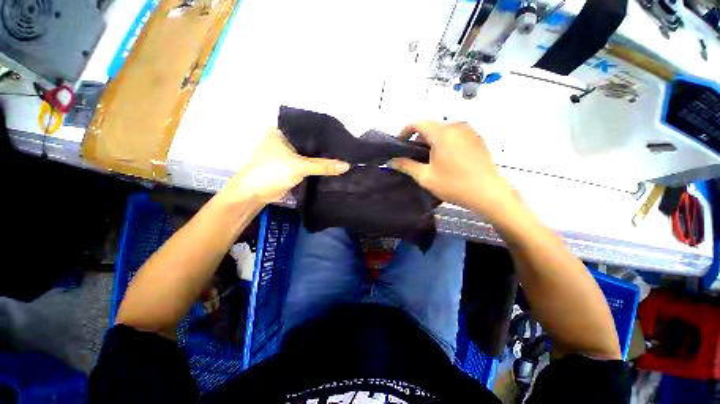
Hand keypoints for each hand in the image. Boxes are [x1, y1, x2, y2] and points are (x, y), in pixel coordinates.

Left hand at [220, 128, 349, 204]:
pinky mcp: (292, 166)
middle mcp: (287, 139)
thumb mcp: (299, 166)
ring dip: (323, 157)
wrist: (255, 193)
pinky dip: (318, 166)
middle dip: (326, 146)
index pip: (309, 128)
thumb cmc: (272, 172)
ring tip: (343, 155)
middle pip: (311, 142)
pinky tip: (332, 165)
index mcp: (284, 131)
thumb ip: (323, 166)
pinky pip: (309, 164)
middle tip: (346, 147)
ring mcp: (289, 153)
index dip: (325, 132)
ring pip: (310, 153)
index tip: (342, 135)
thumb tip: (347, 165)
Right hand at [389, 121, 514, 218]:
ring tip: (429, 159)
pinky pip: (456, 135)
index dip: (405, 132)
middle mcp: (456, 126)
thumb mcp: (425, 176)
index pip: (418, 123)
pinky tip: (446, 159)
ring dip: (432, 141)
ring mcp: (470, 131)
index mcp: (442, 133)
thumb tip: (391, 161)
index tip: (399, 144)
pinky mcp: (478, 139)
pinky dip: (445, 142)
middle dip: (419, 139)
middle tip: (413, 156)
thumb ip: (406, 166)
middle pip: (431, 126)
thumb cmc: (454, 184)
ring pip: (444, 131)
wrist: (488, 193)